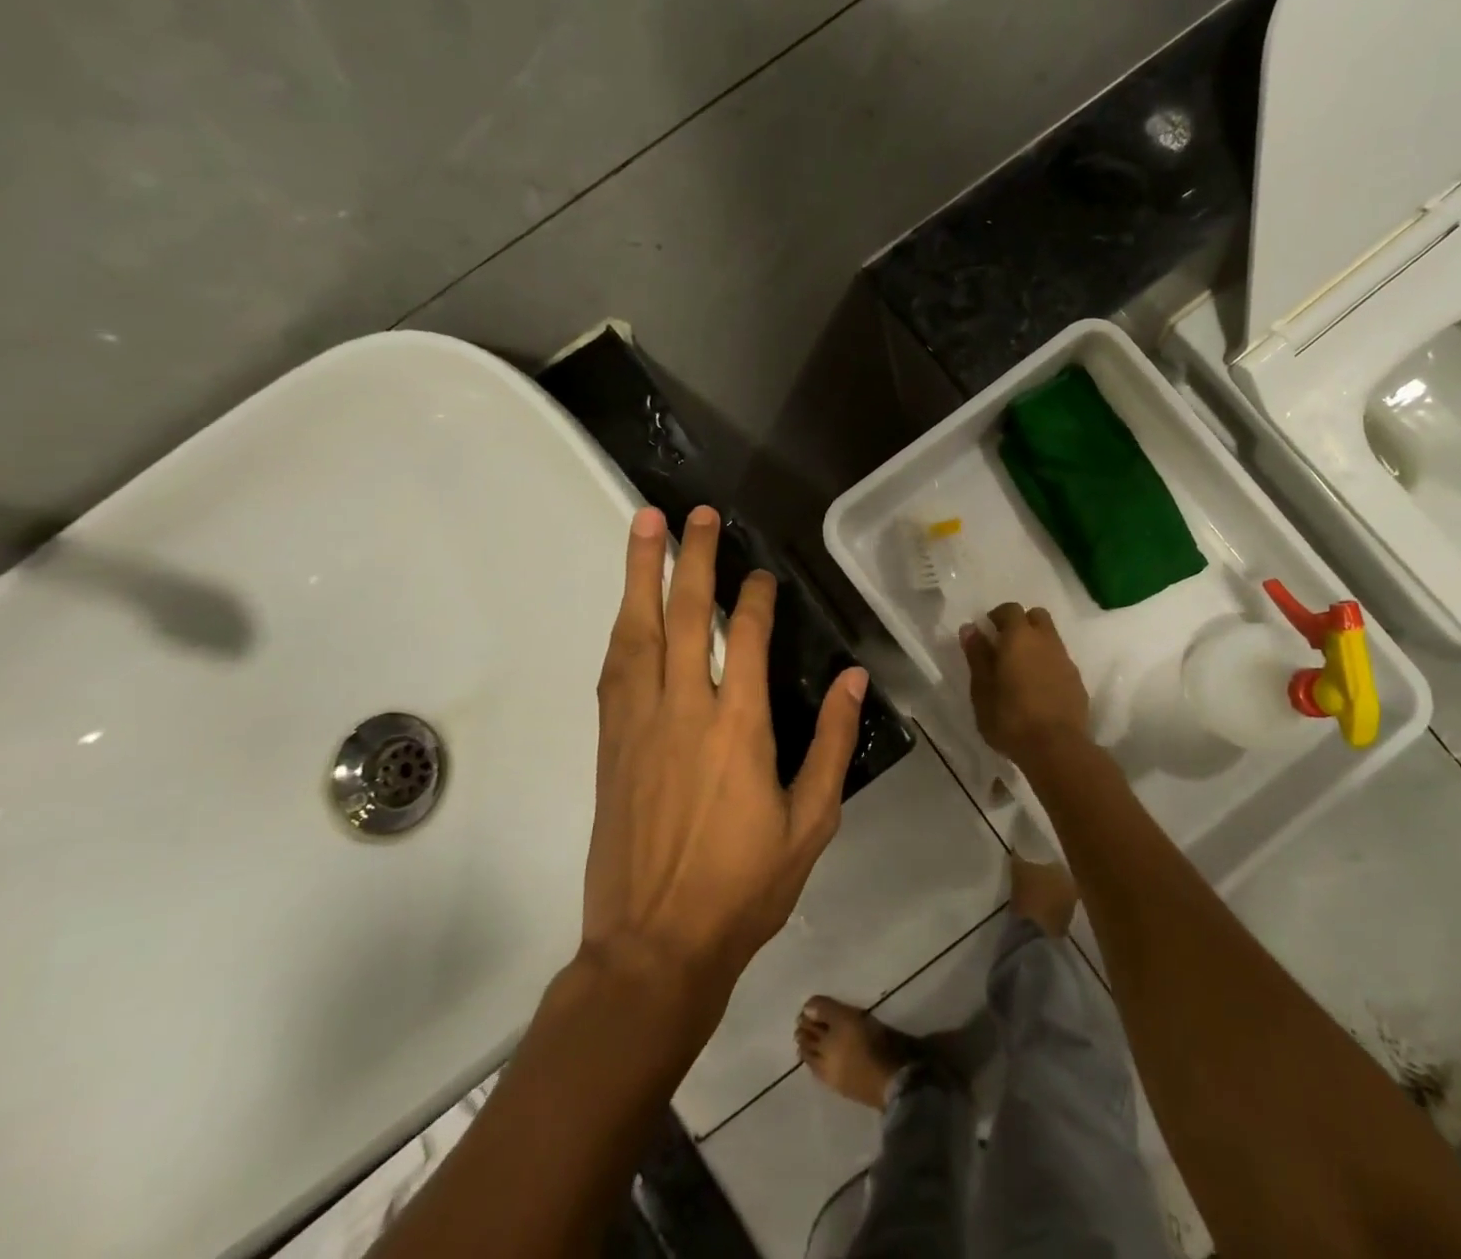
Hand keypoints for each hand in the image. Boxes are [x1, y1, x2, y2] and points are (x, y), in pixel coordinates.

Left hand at [584, 505, 867, 986]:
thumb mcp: (811, 821)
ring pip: (636, 632)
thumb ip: (831, 743)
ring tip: (643, 528)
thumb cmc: (743, 888)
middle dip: (691, 559)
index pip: (745, 639)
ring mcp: (638, 725)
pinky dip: (621, 627)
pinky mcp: (609, 745)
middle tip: (693, 514)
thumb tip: (852, 679)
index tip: (760, 573)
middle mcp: (683, 712)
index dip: (753, 597)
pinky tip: (626, 607)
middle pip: (683, 616)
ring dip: (640, 575)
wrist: (653, 947)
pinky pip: (613, 670)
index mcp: (737, 729)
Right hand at [960, 602, 1090, 763]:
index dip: (997, 616)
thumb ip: (977, 655)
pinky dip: (1047, 665)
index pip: (1010, 609)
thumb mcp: (982, 689)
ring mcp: (1065, 660)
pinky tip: (1037, 689)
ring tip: (1019, 671)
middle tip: (1004, 647)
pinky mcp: (1077, 681)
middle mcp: (1046, 640)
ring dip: (1035, 645)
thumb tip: (971, 629)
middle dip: (1021, 624)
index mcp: (1020, 637)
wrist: (1057, 748)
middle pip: (1036, 617)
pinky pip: (1060, 661)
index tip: (986, 633)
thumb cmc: (1010, 718)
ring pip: (1050, 638)